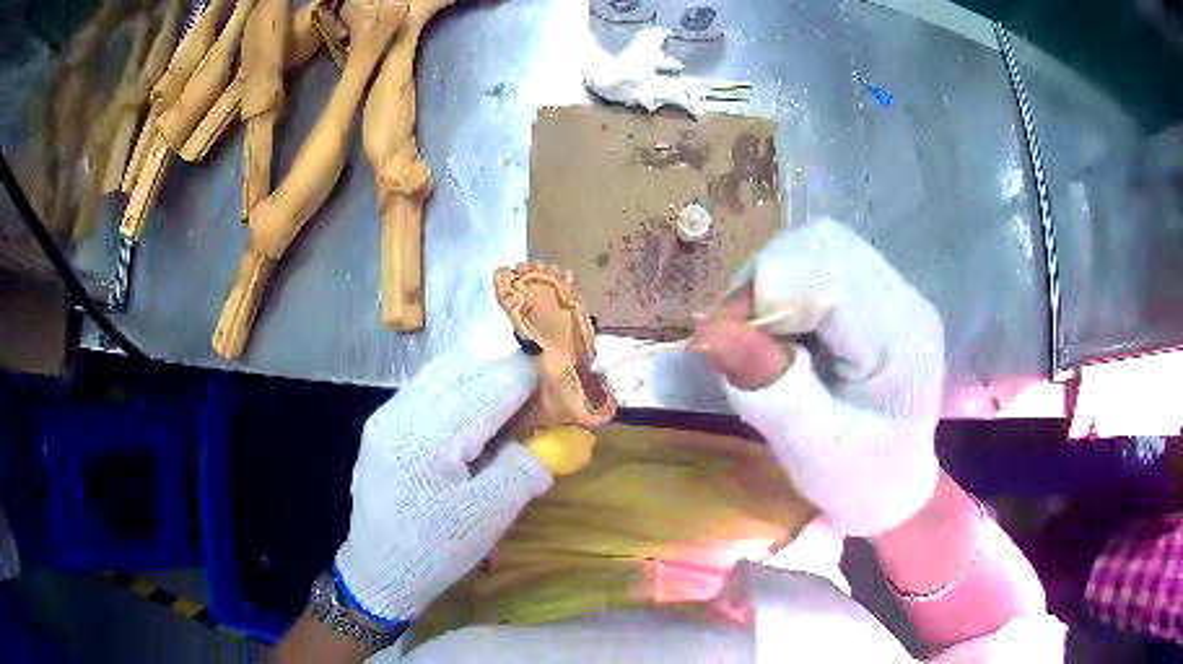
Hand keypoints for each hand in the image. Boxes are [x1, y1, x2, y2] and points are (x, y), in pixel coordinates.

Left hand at [334, 350, 552, 624]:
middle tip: (536, 407)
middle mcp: (404, 410)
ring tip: (505, 412)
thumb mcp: (490, 517)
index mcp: (433, 435)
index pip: (496, 380)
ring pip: (445, 369)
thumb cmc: (435, 551)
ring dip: (482, 378)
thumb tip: (551, 438)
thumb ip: (525, 468)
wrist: (378, 572)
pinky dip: (457, 390)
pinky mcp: (381, 422)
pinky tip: (468, 424)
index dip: (536, 378)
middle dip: (510, 376)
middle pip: (469, 364)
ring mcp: (387, 413)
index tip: (563, 390)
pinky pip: (426, 386)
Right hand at [694, 219, 944, 535]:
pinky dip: (784, 291)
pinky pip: (818, 264)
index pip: (826, 273)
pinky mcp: (874, 292)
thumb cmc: (860, 479)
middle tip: (740, 340)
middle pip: (821, 245)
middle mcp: (903, 298)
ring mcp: (891, 290)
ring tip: (761, 340)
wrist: (894, 480)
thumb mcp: (812, 452)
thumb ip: (770, 393)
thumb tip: (710, 331)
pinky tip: (782, 333)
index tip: (725, 342)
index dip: (764, 294)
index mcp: (900, 337)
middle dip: (765, 284)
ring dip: (772, 285)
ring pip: (816, 247)